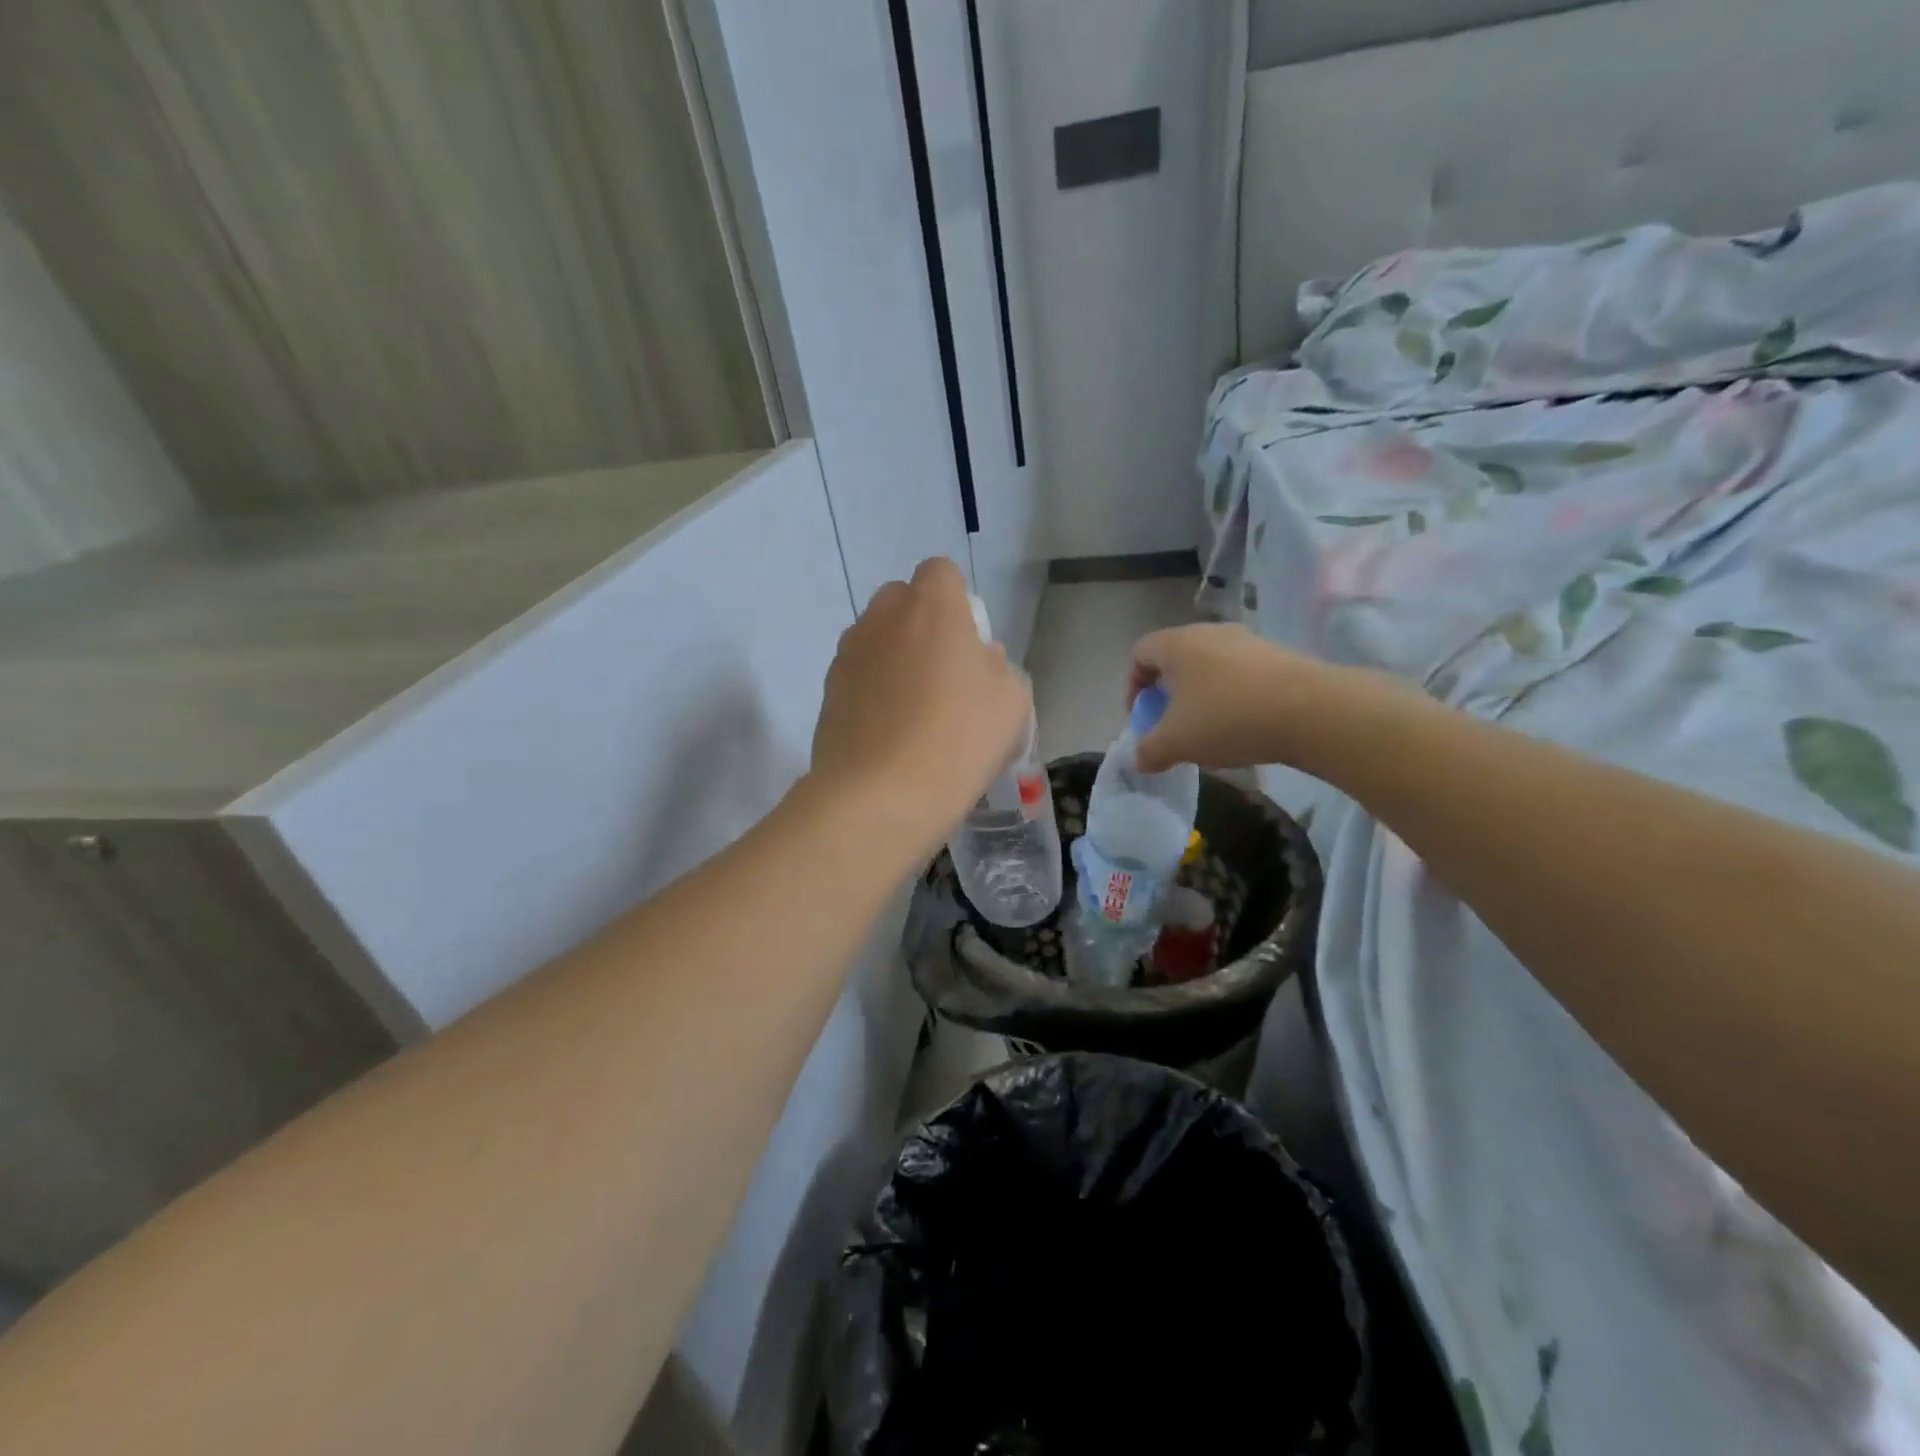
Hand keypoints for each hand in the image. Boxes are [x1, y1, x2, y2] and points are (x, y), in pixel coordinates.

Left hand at [809, 558, 1031, 861]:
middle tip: (943, 675)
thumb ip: (997, 667)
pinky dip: (872, 691)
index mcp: (931, 605)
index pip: (941, 572)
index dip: (956, 602)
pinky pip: (858, 676)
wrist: (881, 796)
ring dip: (894, 658)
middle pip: (902, 601)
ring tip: (913, 711)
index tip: (967, 644)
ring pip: (876, 638)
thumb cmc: (958, 739)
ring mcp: (848, 653)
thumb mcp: (1012, 701)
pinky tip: (888, 734)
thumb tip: (976, 662)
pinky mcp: (827, 691)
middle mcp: (882, 617)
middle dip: (921, 625)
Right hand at [1128, 623, 1350, 773]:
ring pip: (1210, 666)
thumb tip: (1141, 759)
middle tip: (1173, 726)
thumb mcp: (1176, 743)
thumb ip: (1149, 751)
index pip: (1140, 652)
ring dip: (1202, 696)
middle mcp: (1210, 632)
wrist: (1312, 711)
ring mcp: (1248, 641)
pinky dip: (1233, 697)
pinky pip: (1242, 675)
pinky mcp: (1279, 656)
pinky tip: (1244, 727)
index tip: (1142, 717)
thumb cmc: (1227, 718)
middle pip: (1176, 659)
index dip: (1133, 686)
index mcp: (1177, 644)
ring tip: (1210, 731)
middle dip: (1169, 693)